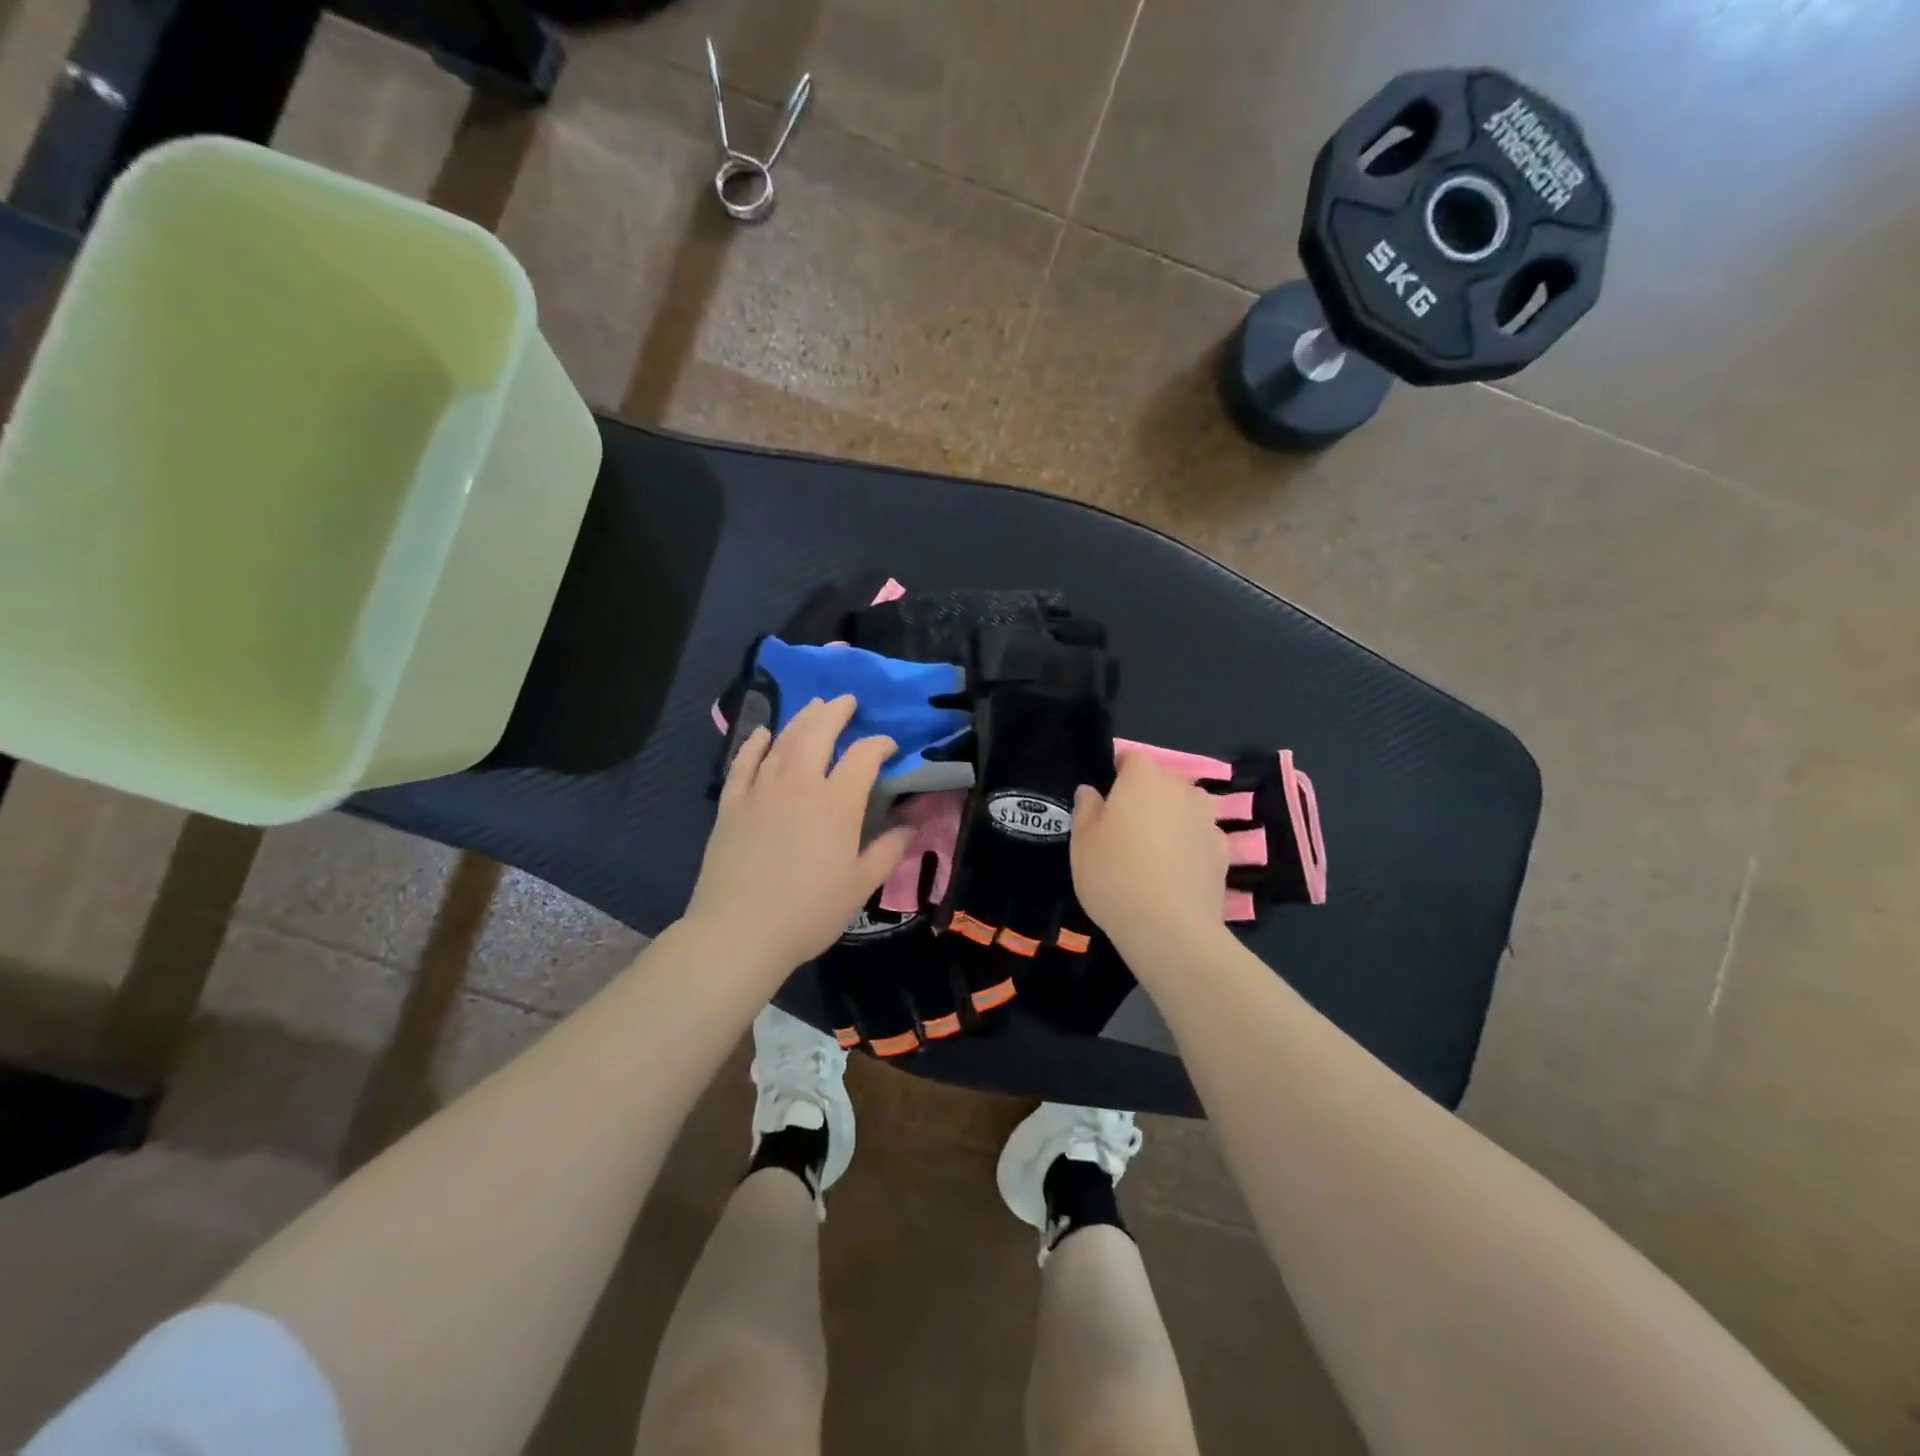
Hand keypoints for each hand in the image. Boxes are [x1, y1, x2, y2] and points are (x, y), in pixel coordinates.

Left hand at [687, 695, 915, 977]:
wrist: (740, 932)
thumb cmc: (809, 912)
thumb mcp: (860, 885)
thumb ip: (888, 850)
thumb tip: (910, 825)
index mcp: (837, 803)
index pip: (863, 757)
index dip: (879, 744)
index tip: (888, 746)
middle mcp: (799, 784)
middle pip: (818, 733)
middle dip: (835, 712)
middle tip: (846, 701)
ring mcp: (761, 790)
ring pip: (783, 741)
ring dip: (801, 719)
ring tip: (814, 706)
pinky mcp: (731, 804)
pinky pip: (744, 762)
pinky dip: (755, 743)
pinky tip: (764, 733)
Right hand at [1072, 753, 1229, 959]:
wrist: (1169, 927)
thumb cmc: (1114, 875)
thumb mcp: (1082, 841)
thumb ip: (1086, 808)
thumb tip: (1091, 791)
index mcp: (1144, 779)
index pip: (1133, 758)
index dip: (1119, 771)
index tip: (1107, 795)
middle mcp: (1181, 790)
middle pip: (1162, 781)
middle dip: (1147, 795)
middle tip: (1126, 827)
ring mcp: (1207, 820)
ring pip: (1186, 807)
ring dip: (1173, 818)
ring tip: (1154, 849)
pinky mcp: (1224, 851)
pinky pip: (1201, 836)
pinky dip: (1190, 845)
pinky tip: (1176, 871)